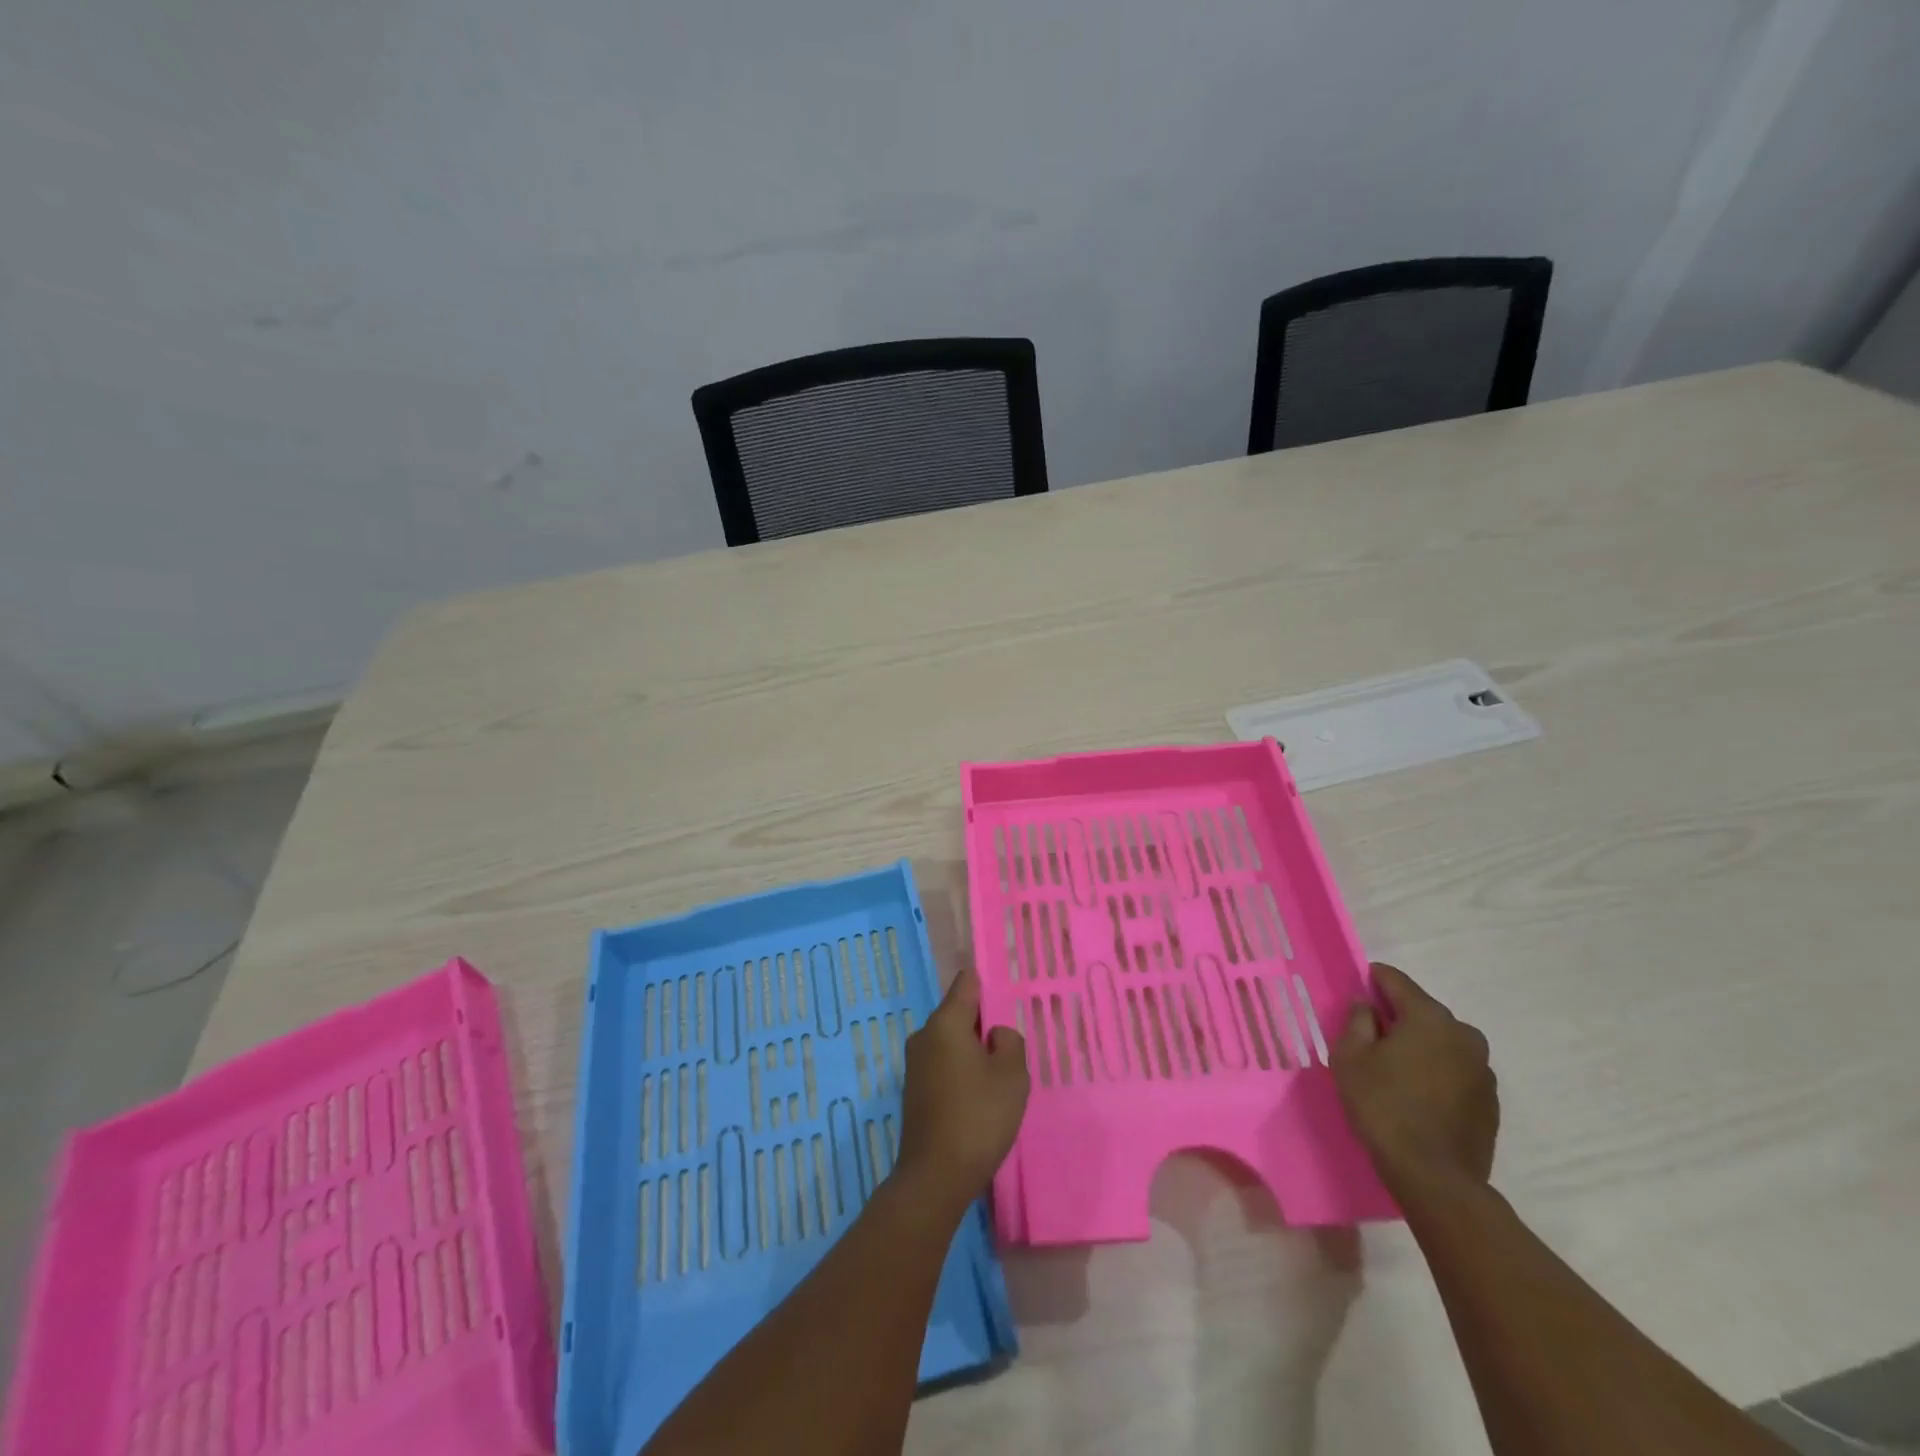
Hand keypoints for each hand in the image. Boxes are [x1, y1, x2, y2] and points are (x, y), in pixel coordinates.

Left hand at [895, 966, 1028, 1211]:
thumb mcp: (1012, 1076)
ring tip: (1000, 1076)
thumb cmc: (978, 1117)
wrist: (935, 1177)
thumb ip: (1010, 1042)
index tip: (1008, 993)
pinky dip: (962, 1072)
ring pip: (952, 1042)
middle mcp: (924, 1036)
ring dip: (974, 1052)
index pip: (966, 984)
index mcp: (945, 1023)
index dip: (988, 983)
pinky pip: (944, 1065)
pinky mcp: (915, 1091)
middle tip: (1012, 1045)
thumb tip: (994, 1034)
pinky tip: (980, 1098)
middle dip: (984, 1025)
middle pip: (959, 1014)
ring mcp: (915, 1064)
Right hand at [1332, 963, 1498, 1193]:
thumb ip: (1357, 1021)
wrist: (1435, 1177)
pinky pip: (1455, 1069)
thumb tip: (1365, 1004)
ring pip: (1442, 1042)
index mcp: (1429, 1018)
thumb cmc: (1383, 1106)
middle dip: (1397, 1016)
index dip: (1373, 979)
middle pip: (1422, 1011)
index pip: (1397, 981)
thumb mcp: (1351, 1057)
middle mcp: (1464, 1035)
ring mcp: (1483, 1069)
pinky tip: (1417, 1093)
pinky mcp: (1489, 1100)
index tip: (1357, 986)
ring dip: (1419, 1045)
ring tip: (1394, 1068)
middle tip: (1370, 1035)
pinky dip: (1436, 1071)